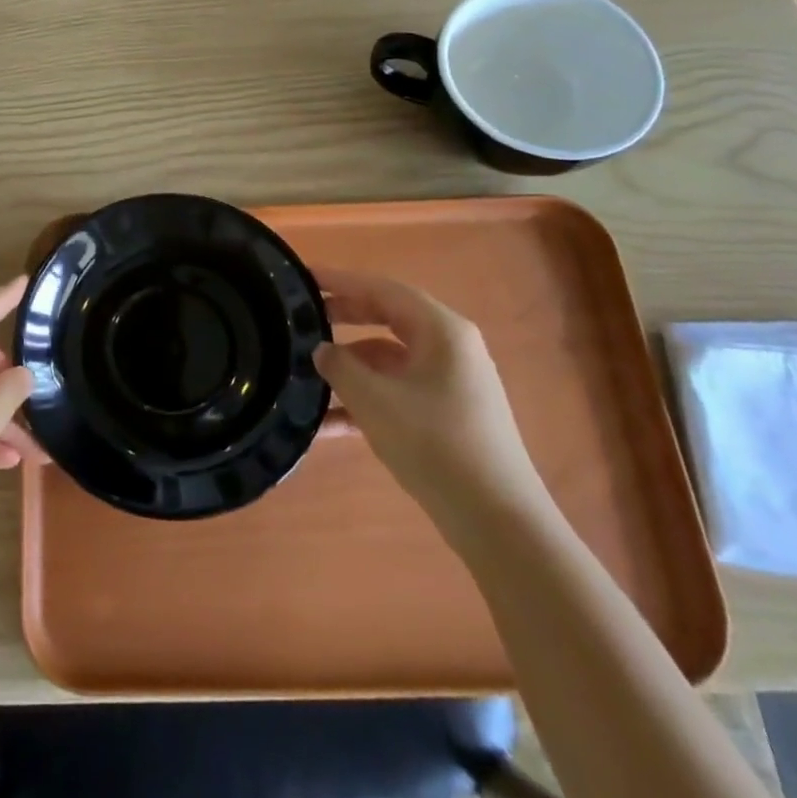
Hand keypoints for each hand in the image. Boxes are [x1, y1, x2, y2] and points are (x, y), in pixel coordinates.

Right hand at [313, 267, 544, 520]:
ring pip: (388, 359)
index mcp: (441, 330)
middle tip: (300, 318)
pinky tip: (328, 424)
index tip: (303, 277)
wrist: (496, 520)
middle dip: (342, 318)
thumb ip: (340, 366)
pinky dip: (365, 400)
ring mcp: (450, 382)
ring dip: (349, 367)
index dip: (341, 281)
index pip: (382, 289)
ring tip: (305, 374)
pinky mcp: (446, 414)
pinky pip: (397, 391)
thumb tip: (321, 350)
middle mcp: (449, 347)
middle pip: (387, 318)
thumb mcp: (375, 400)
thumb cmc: (435, 444)